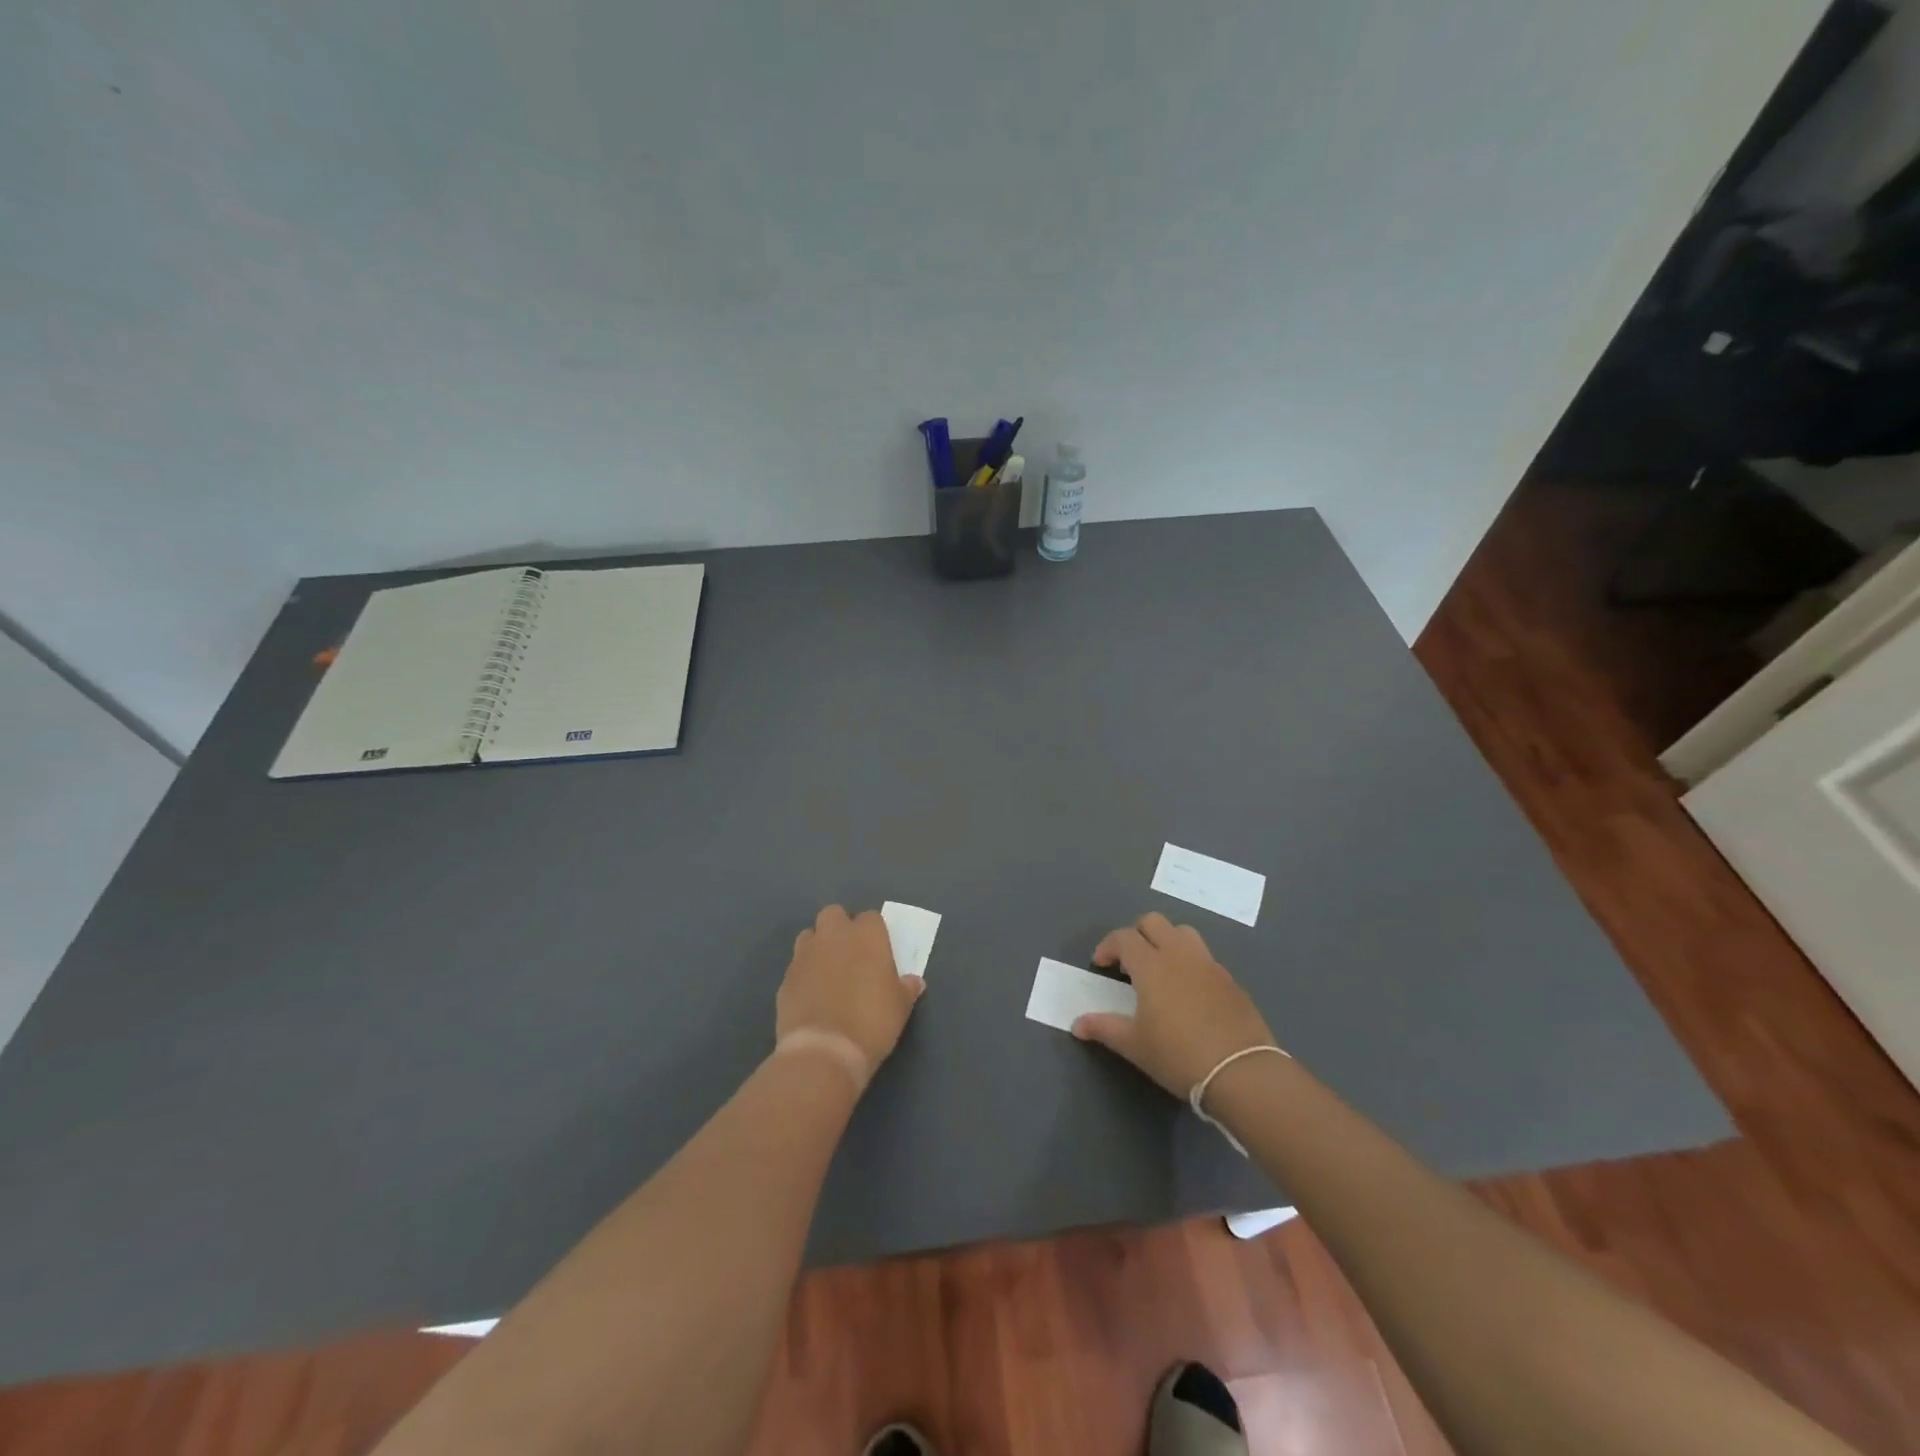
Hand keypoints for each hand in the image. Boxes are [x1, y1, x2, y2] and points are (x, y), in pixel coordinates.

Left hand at [776, 905, 924, 1088]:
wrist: (824, 1051)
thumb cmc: (872, 1022)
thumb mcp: (900, 1007)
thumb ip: (906, 988)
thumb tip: (913, 982)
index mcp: (867, 936)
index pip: (871, 918)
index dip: (874, 933)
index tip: (878, 951)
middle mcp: (834, 936)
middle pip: (834, 914)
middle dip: (840, 928)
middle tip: (850, 954)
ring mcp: (805, 954)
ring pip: (810, 935)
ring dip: (818, 946)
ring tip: (828, 972)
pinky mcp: (785, 977)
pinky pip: (796, 965)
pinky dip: (804, 974)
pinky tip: (812, 995)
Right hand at [1072, 912, 1275, 1096]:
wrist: (1241, 1071)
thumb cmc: (1178, 1055)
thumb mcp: (1134, 1045)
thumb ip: (1103, 1028)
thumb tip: (1076, 1024)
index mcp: (1151, 964)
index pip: (1123, 937)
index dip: (1107, 946)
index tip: (1100, 965)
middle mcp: (1179, 954)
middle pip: (1153, 922)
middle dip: (1136, 935)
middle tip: (1129, 963)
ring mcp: (1208, 964)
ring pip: (1183, 933)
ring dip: (1166, 941)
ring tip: (1160, 970)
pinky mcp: (1230, 980)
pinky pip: (1204, 957)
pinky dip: (1189, 963)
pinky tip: (1188, 993)